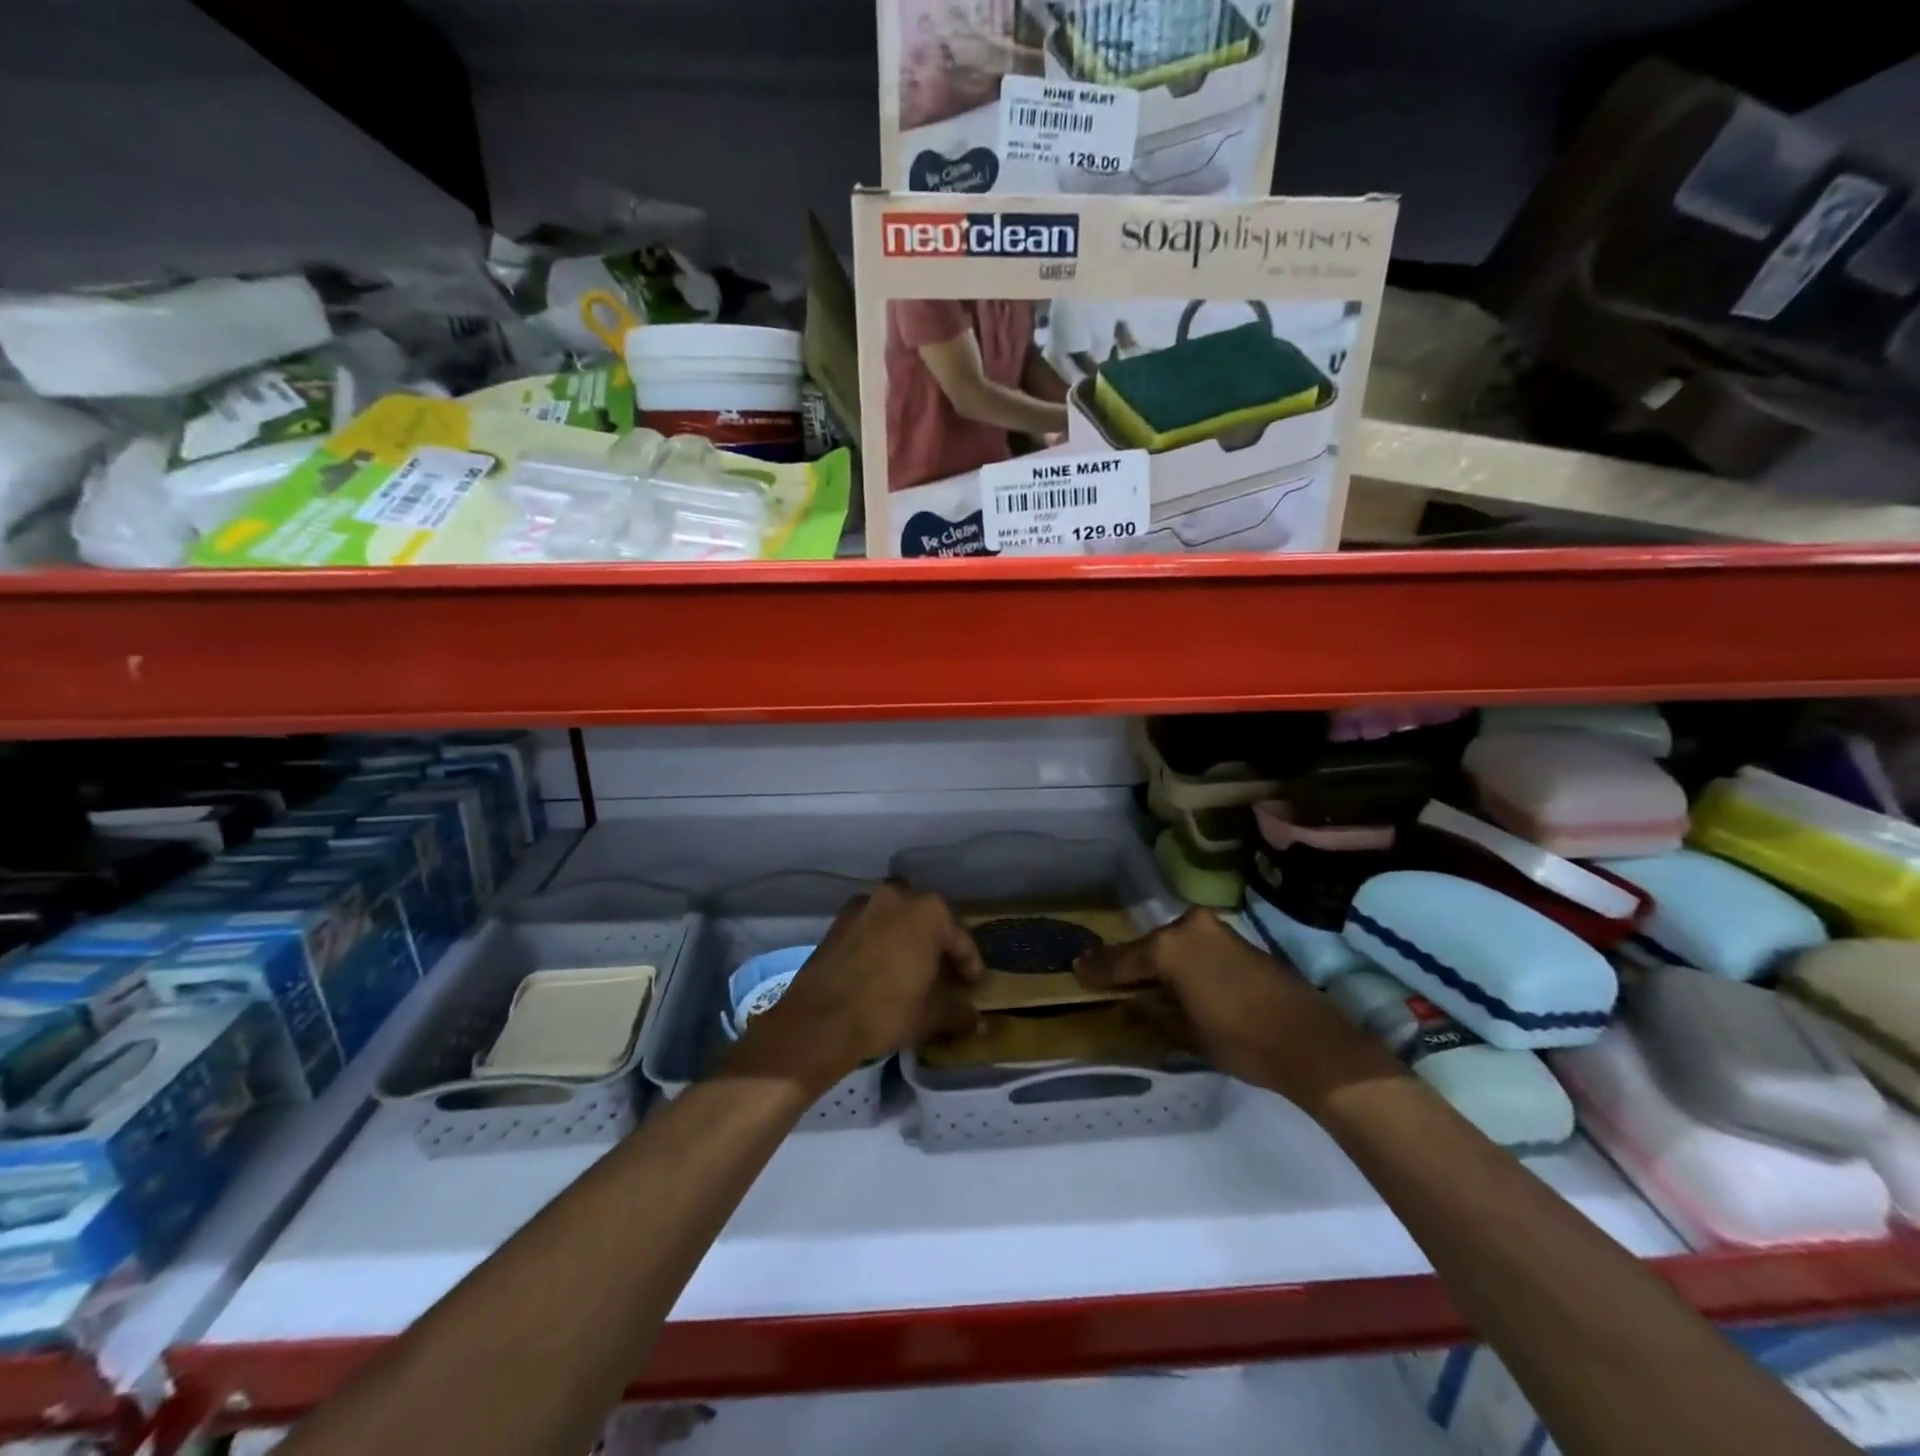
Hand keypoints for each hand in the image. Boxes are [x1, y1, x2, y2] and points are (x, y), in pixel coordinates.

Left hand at [728, 881, 983, 1093]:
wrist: (819, 1020)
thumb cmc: (886, 1011)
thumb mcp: (931, 1015)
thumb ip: (959, 1013)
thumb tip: (979, 1023)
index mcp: (930, 912)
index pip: (960, 939)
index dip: (970, 965)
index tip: (972, 985)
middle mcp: (899, 896)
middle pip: (928, 920)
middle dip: (937, 943)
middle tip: (942, 973)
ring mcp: (865, 903)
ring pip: (897, 917)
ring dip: (906, 935)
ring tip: (910, 966)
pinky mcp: (840, 918)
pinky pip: (871, 924)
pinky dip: (880, 938)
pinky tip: (880, 965)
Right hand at [1074, 909, 1402, 1117]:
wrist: (1312, 1042)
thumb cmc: (1241, 1040)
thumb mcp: (1185, 1033)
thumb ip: (1150, 1012)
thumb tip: (1126, 1003)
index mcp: (1169, 947)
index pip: (1122, 959)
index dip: (1098, 969)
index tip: (1076, 968)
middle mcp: (1188, 927)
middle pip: (1148, 947)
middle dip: (1129, 964)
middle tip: (1107, 979)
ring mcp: (1215, 930)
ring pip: (1172, 945)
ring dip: (1157, 962)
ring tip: (1139, 982)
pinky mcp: (1237, 939)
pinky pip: (1194, 947)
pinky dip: (1181, 961)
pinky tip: (1176, 980)